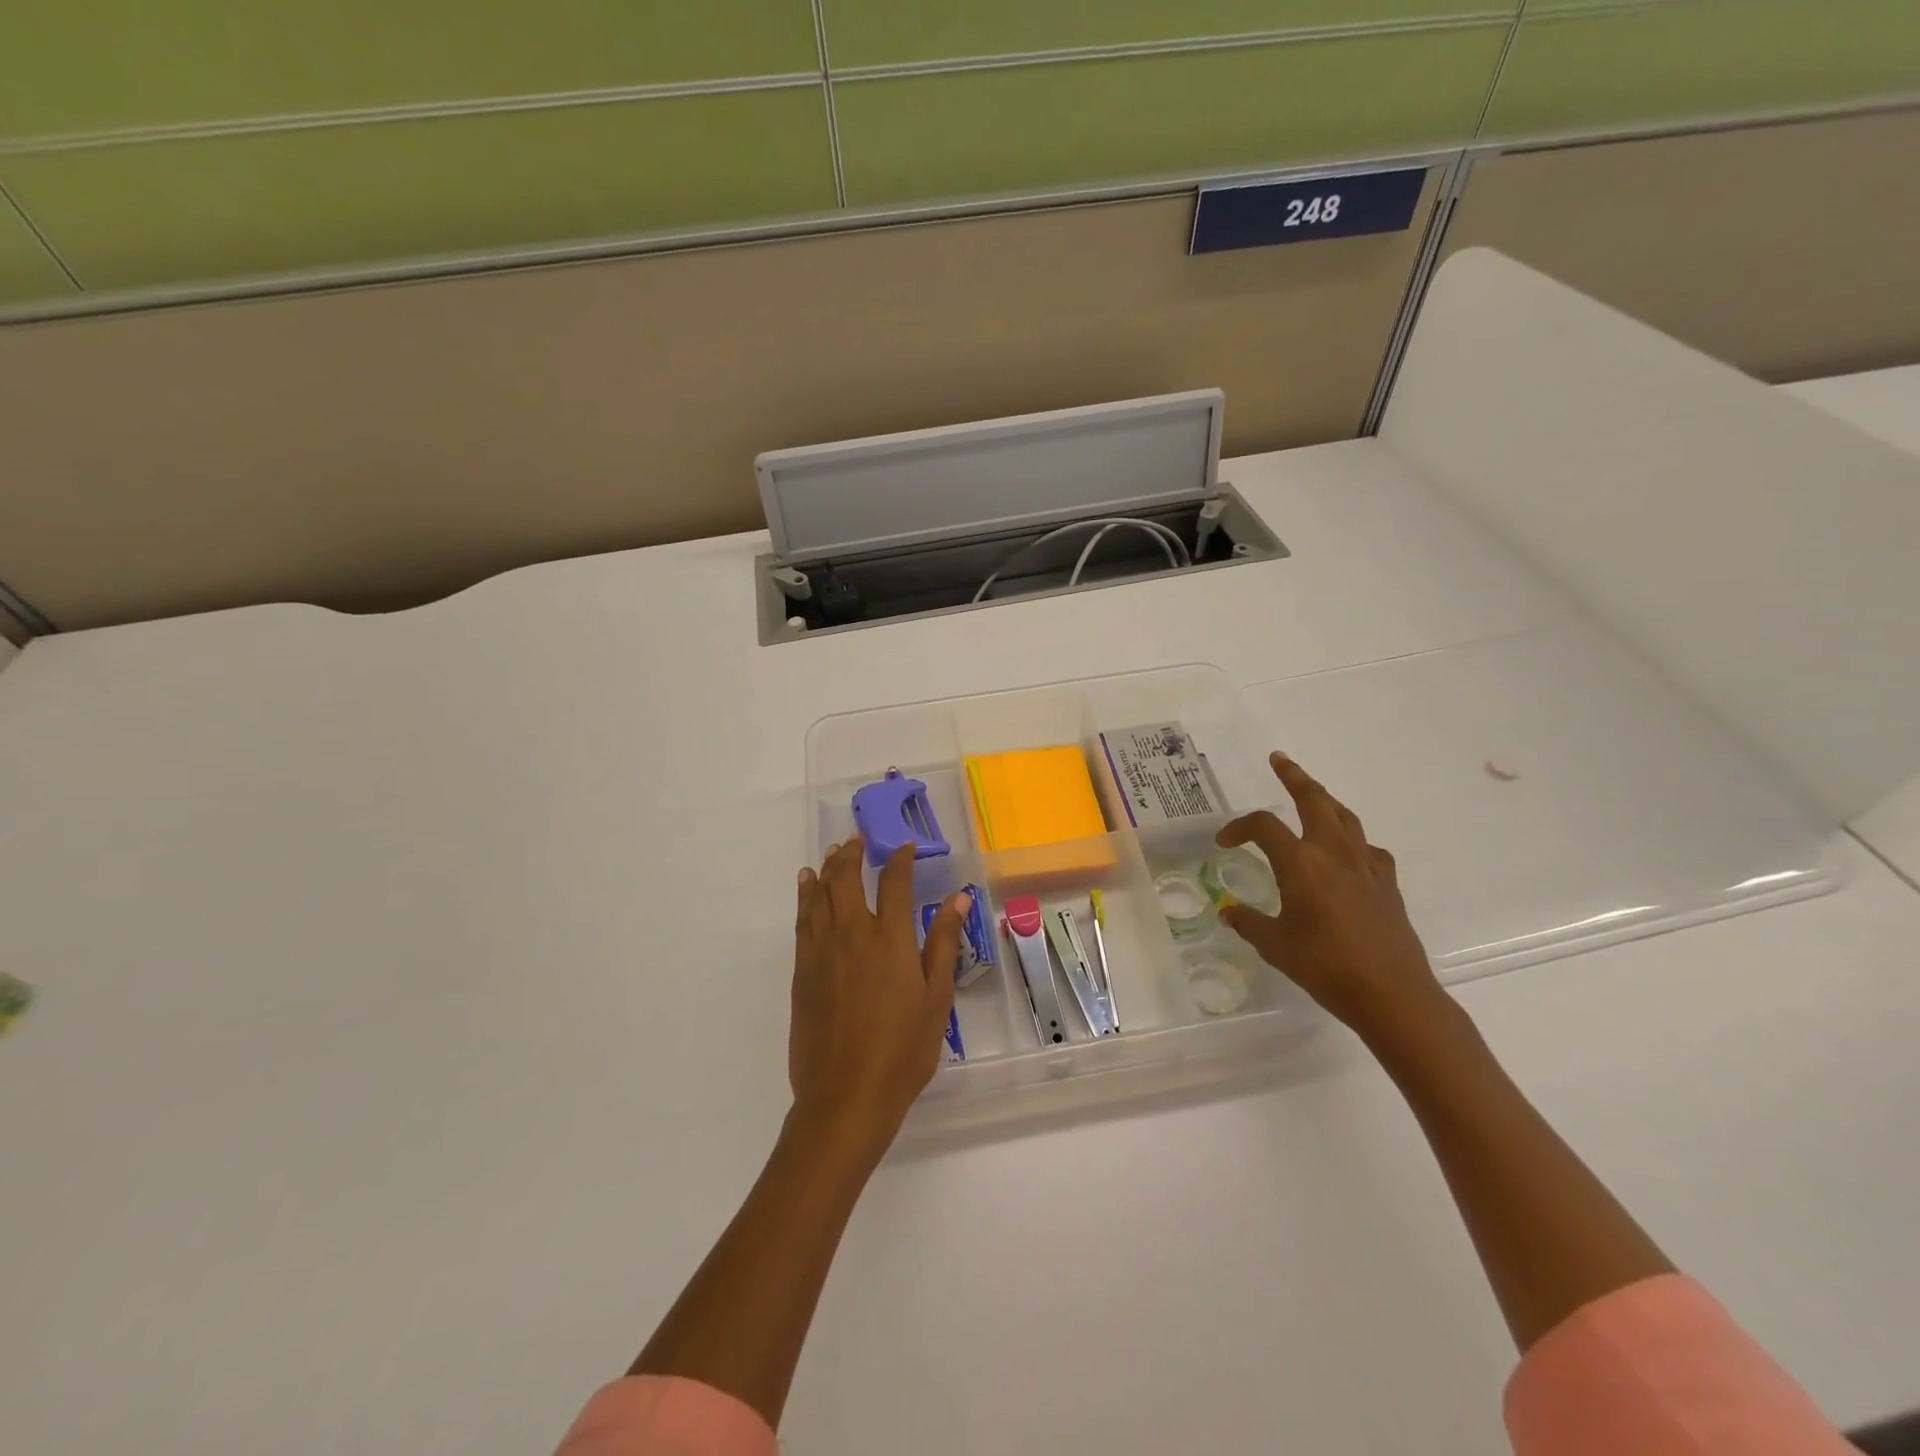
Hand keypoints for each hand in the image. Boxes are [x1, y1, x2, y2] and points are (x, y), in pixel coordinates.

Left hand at [788, 838, 970, 1158]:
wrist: (846, 1095)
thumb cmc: (903, 1050)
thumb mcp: (936, 998)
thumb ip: (943, 943)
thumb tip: (958, 897)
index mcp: (890, 939)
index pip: (894, 883)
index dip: (899, 859)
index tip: (904, 846)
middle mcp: (852, 934)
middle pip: (846, 879)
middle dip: (853, 854)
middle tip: (858, 839)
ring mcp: (822, 951)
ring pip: (819, 895)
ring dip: (826, 869)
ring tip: (832, 852)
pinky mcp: (802, 971)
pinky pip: (802, 921)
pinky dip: (804, 897)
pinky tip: (806, 886)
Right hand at [1215, 752, 1446, 1049]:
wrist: (1393, 994)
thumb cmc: (1326, 967)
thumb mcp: (1275, 946)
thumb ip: (1249, 923)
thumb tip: (1229, 912)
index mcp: (1300, 863)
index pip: (1263, 826)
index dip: (1238, 827)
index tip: (1224, 842)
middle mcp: (1333, 854)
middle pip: (1314, 800)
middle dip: (1295, 777)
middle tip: (1279, 760)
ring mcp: (1365, 866)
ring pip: (1344, 817)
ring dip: (1325, 800)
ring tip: (1312, 796)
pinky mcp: (1387, 884)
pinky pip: (1367, 848)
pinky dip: (1352, 840)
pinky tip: (1347, 854)